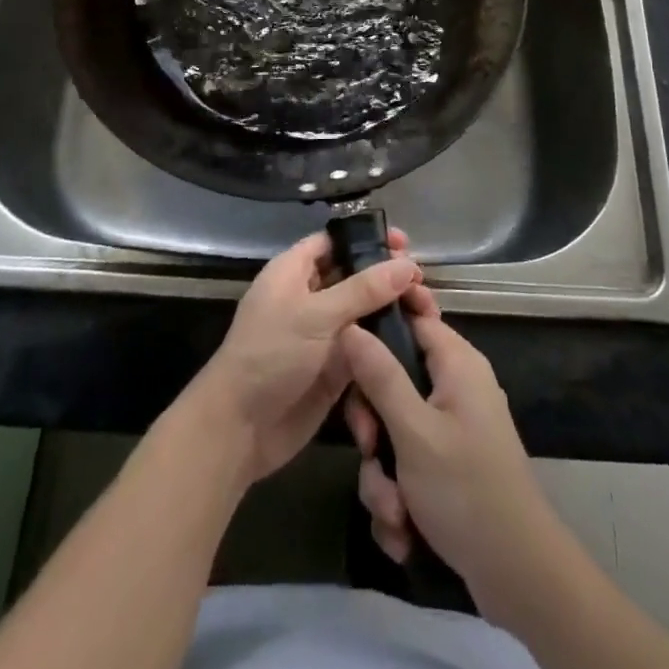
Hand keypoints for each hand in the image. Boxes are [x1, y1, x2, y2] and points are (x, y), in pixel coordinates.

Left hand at [183, 230, 421, 488]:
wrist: (240, 428)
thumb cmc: (271, 355)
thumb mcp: (316, 315)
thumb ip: (363, 289)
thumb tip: (407, 265)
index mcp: (294, 271)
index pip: (335, 242)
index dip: (368, 239)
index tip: (405, 244)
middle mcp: (310, 296)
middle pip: (355, 276)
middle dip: (388, 278)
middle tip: (424, 285)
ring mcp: (322, 333)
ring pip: (365, 313)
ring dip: (393, 311)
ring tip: (429, 314)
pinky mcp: (334, 367)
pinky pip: (366, 347)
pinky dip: (388, 343)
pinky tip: (419, 342)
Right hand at [340, 294, 554, 601]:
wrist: (518, 578)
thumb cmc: (466, 491)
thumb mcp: (414, 431)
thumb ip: (380, 375)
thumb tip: (351, 324)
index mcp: (456, 363)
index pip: (412, 317)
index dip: (377, 327)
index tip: (345, 348)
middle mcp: (455, 387)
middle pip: (392, 381)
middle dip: (374, 427)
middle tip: (370, 450)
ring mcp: (451, 429)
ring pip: (393, 433)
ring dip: (383, 477)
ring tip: (395, 513)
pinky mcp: (448, 467)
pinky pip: (407, 467)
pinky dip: (400, 500)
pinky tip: (404, 532)